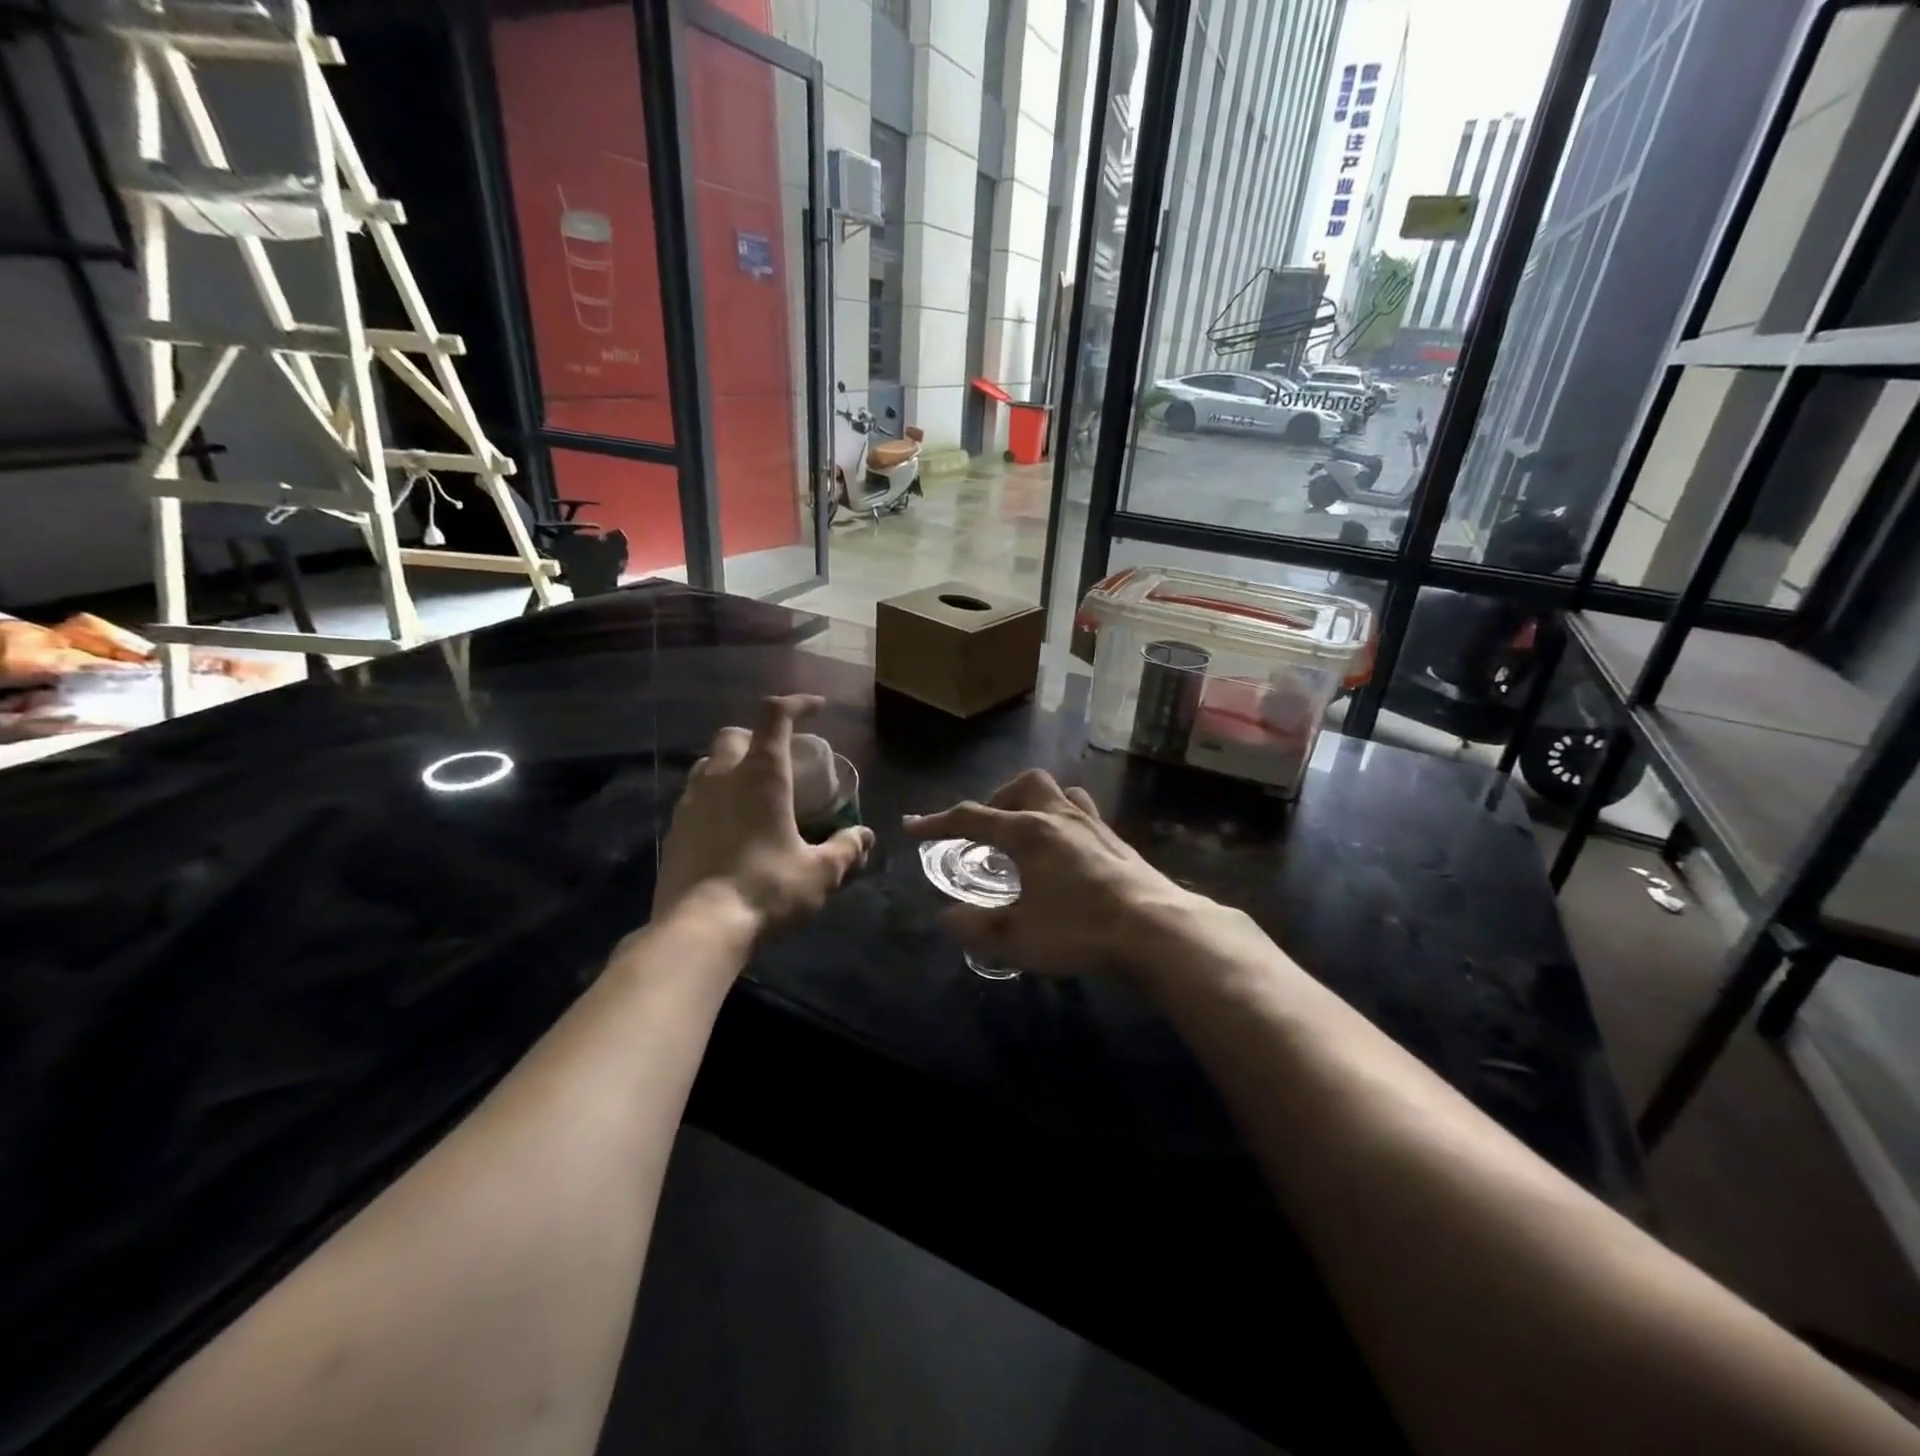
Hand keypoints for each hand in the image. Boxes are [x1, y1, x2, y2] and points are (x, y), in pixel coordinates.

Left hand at [654, 695, 873, 934]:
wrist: (698, 928)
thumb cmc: (766, 889)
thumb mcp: (819, 873)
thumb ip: (845, 850)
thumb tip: (864, 836)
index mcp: (761, 774)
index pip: (776, 716)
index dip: (798, 704)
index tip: (818, 708)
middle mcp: (722, 776)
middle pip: (735, 735)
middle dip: (758, 736)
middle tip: (781, 759)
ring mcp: (691, 801)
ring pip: (709, 763)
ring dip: (732, 765)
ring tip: (753, 791)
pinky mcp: (674, 828)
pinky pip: (695, 796)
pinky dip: (715, 797)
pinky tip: (730, 825)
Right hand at [904, 770, 1215, 976]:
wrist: (1156, 929)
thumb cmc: (1080, 929)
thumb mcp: (1017, 937)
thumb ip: (977, 926)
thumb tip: (948, 916)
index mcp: (1028, 832)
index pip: (972, 818)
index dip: (939, 822)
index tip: (913, 826)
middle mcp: (1059, 817)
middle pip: (1024, 785)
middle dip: (998, 800)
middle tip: (988, 830)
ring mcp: (1093, 825)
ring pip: (1059, 793)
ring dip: (1035, 804)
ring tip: (1027, 833)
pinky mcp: (1117, 841)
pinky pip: (1083, 814)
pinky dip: (1065, 822)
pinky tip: (1067, 853)